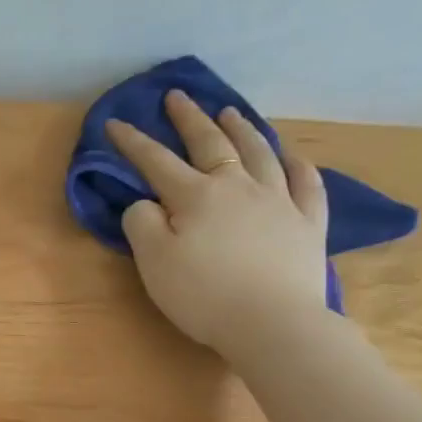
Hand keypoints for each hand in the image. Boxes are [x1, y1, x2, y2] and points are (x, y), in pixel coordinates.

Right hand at [107, 91, 329, 356]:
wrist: (273, 323)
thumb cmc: (204, 296)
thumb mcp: (154, 263)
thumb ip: (142, 225)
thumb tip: (145, 203)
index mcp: (196, 196)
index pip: (156, 161)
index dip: (133, 142)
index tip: (114, 123)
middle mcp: (238, 187)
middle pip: (211, 143)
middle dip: (189, 119)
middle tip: (178, 97)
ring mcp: (278, 201)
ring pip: (259, 153)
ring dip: (242, 129)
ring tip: (231, 112)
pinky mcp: (307, 224)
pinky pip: (305, 184)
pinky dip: (297, 165)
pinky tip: (291, 156)